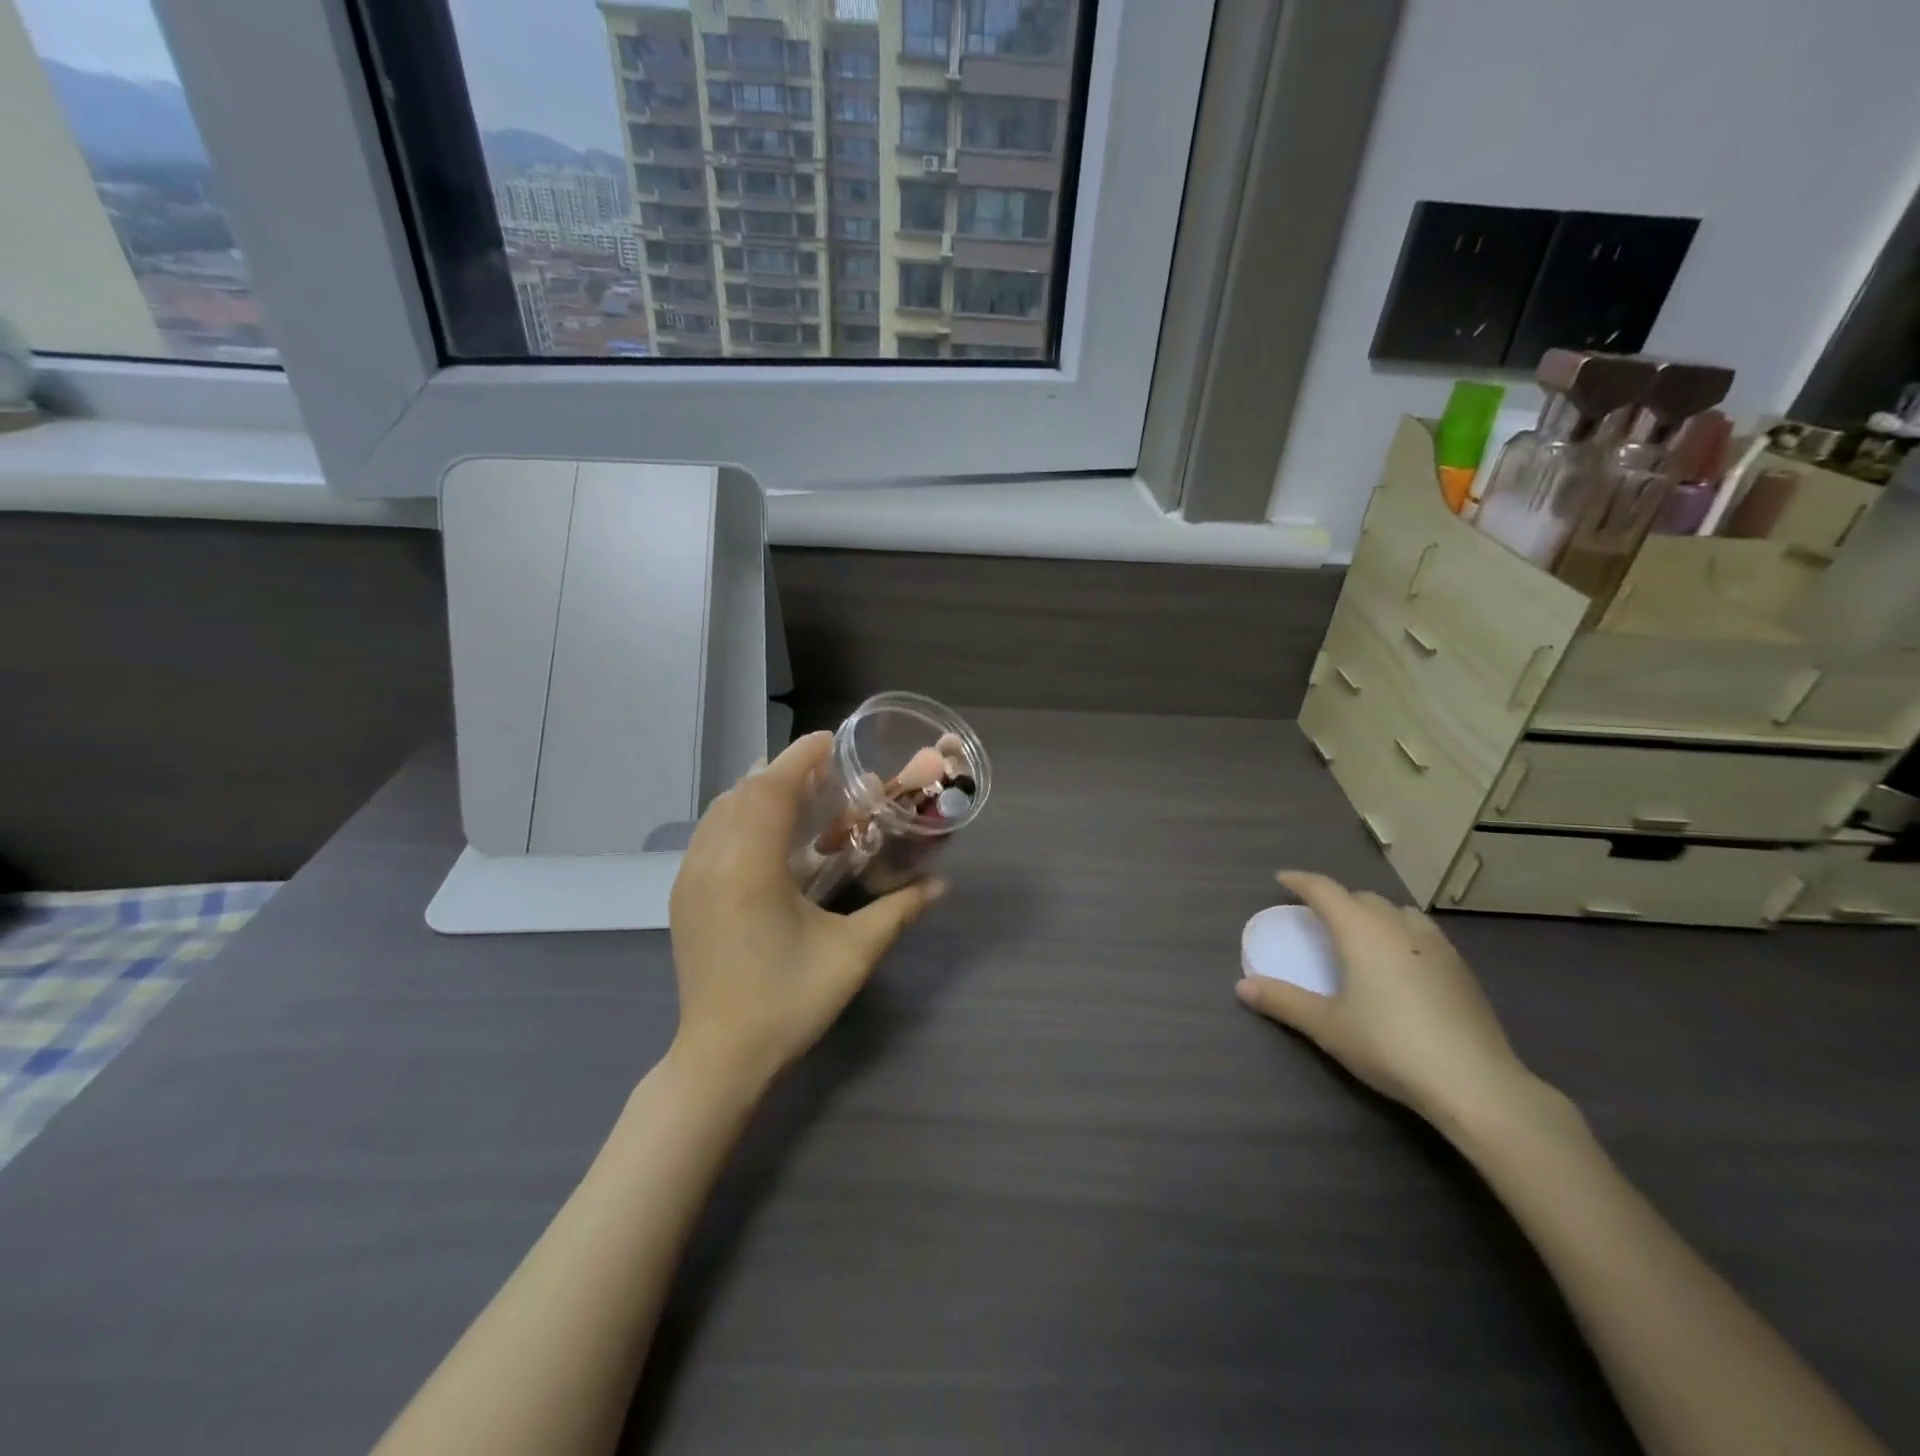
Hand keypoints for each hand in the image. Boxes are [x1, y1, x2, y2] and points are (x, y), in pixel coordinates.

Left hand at [668, 732, 944, 1092]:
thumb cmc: (789, 1001)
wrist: (720, 1058)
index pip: (770, 789)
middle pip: (743, 792)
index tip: (830, 740)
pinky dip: (737, 815)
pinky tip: (764, 833)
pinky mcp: (682, 896)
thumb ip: (899, 911)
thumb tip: (942, 885)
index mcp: (749, 867)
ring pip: (720, 811)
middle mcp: (711, 861)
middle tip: (825, 770)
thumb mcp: (852, 954)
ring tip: (797, 794)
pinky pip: (708, 834)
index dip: (799, 758)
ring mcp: (690, 878)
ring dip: (757, 791)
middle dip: (782, 770)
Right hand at [1235, 871, 1536, 1123]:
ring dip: (1374, 914)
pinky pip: (1423, 933)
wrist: (1475, 1083)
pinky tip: (1402, 963)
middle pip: (1362, 898)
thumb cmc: (1390, 1045)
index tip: (1282, 880)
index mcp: (1361, 931)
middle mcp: (1398, 927)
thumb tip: (1242, 986)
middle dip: (1337, 900)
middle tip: (1318, 917)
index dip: (1300, 881)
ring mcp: (1436, 946)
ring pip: (1398, 912)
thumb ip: (1284, 1001)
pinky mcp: (1461, 970)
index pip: (1324, 890)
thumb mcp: (1327, 1026)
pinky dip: (1402, 934)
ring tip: (1362, 934)